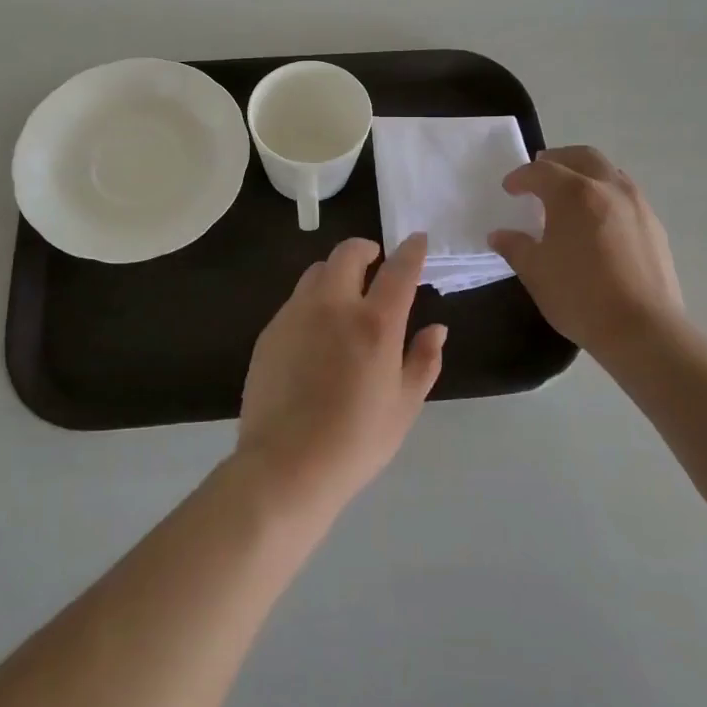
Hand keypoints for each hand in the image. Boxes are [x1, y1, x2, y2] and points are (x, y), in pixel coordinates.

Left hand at [237, 234, 445, 516]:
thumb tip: (437, 328)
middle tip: (376, 263)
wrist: (285, 466)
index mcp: (374, 323)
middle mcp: (333, 306)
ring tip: (346, 294)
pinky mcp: (270, 331)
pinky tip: (317, 330)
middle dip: (366, 249)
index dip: (411, 250)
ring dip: (336, 272)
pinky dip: (313, 300)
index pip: (399, 270)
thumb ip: (423, 360)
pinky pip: (296, 300)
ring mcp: (296, 315)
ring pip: (317, 272)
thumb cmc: (356, 441)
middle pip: (348, 254)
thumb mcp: (404, 407)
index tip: (417, 240)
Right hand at [488, 146, 682, 359]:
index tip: (509, 189)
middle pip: (581, 156)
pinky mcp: (654, 225)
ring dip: (585, 173)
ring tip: (570, 194)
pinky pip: (625, 195)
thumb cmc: (579, 296)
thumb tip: (499, 235)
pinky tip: (597, 220)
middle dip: (557, 159)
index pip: (541, 172)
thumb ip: (515, 247)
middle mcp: (608, 188)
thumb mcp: (535, 272)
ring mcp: (636, 205)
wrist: (642, 329)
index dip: (521, 177)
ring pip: (608, 172)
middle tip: (540, 173)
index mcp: (574, 194)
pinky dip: (605, 194)